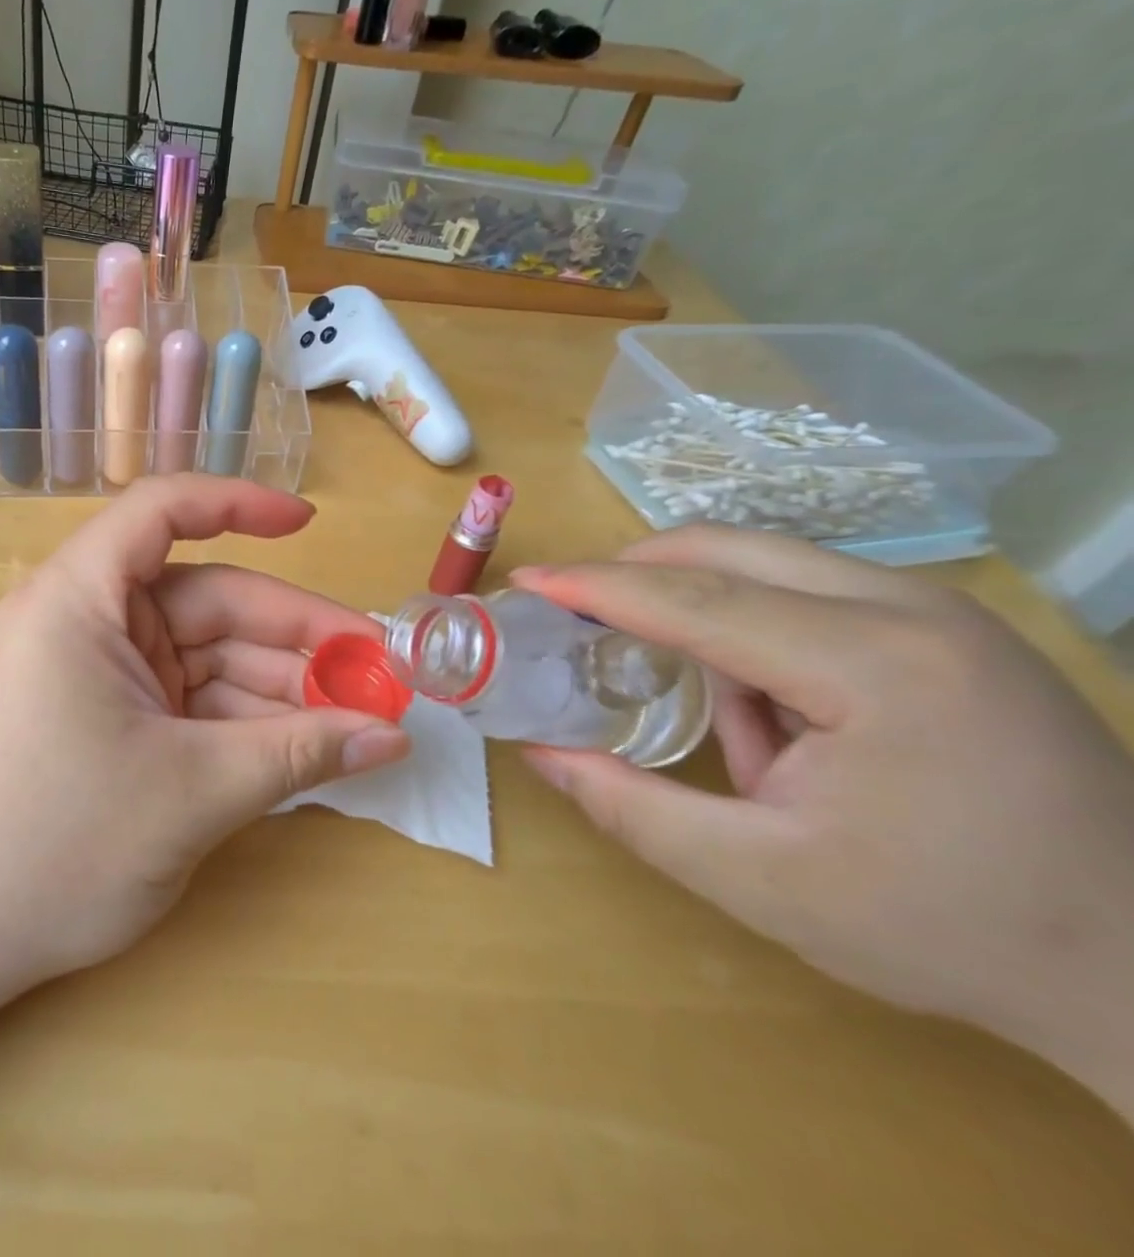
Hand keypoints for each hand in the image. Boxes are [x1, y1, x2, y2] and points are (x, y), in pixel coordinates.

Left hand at [0, 476, 410, 1012]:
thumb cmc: (50, 846)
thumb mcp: (190, 794)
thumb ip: (298, 755)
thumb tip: (393, 737)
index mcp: (81, 598)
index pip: (163, 510)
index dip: (240, 503)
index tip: (309, 523)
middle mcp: (85, 620)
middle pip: (206, 600)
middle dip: (292, 636)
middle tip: (378, 674)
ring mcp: (93, 673)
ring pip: (202, 659)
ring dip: (276, 687)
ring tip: (358, 720)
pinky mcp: (99, 720)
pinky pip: (183, 702)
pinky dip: (238, 721)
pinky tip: (302, 747)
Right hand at [511, 526, 1133, 1111]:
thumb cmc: (946, 927)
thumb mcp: (760, 880)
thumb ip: (632, 808)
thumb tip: (539, 750)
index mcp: (872, 668)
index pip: (694, 601)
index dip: (595, 586)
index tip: (527, 580)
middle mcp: (912, 610)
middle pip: (728, 550)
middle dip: (637, 571)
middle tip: (576, 613)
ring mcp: (941, 610)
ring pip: (767, 564)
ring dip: (701, 612)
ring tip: (711, 713)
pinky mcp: (950, 627)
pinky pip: (810, 593)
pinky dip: (756, 630)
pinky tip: (781, 718)